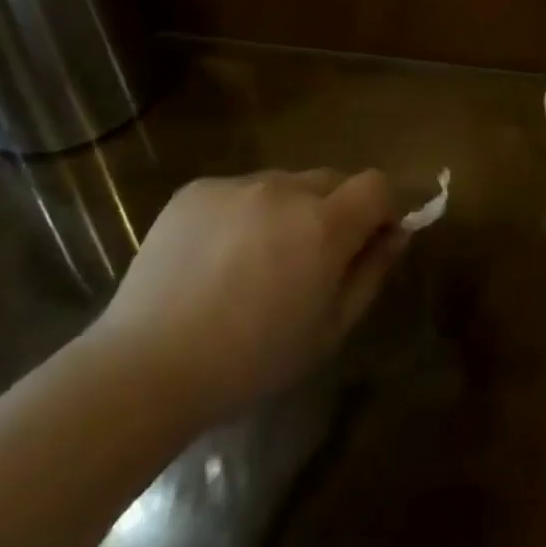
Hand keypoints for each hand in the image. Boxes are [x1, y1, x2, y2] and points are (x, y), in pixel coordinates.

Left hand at [90, 169, 408, 427]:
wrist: (148, 366)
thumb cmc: (250, 361)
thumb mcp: (329, 329)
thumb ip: (371, 272)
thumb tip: (397, 233)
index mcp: (322, 225)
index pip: (377, 185)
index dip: (383, 208)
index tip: (373, 239)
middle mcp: (283, 189)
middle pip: (332, 180)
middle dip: (337, 210)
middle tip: (312, 259)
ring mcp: (236, 184)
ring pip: (284, 184)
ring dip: (289, 211)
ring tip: (257, 262)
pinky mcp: (197, 189)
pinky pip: (240, 191)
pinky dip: (245, 214)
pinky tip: (218, 259)